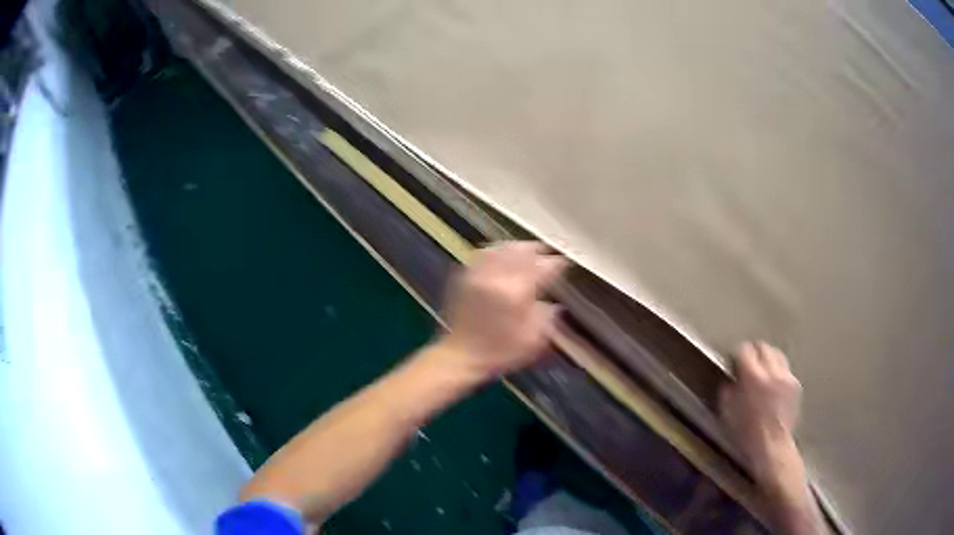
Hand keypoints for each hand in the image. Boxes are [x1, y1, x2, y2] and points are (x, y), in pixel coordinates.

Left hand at [438, 241, 566, 380]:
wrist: (461, 356)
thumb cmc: (501, 352)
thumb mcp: (534, 340)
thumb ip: (548, 316)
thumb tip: (555, 301)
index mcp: (516, 292)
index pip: (543, 267)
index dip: (557, 264)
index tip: (566, 264)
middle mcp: (496, 276)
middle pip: (522, 251)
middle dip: (538, 250)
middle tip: (550, 254)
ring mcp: (478, 273)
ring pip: (502, 248)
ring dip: (519, 248)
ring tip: (530, 252)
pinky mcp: (465, 276)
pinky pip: (484, 254)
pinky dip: (499, 251)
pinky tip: (505, 256)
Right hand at [720, 341, 802, 485]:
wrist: (772, 445)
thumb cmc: (746, 432)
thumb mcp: (728, 411)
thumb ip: (728, 389)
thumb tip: (731, 378)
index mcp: (752, 376)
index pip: (745, 350)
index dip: (739, 355)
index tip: (735, 363)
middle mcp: (771, 371)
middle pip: (763, 347)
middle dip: (755, 353)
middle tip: (749, 364)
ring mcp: (786, 376)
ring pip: (777, 354)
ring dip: (768, 360)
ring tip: (763, 373)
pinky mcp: (795, 384)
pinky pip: (785, 370)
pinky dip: (778, 373)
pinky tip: (774, 386)